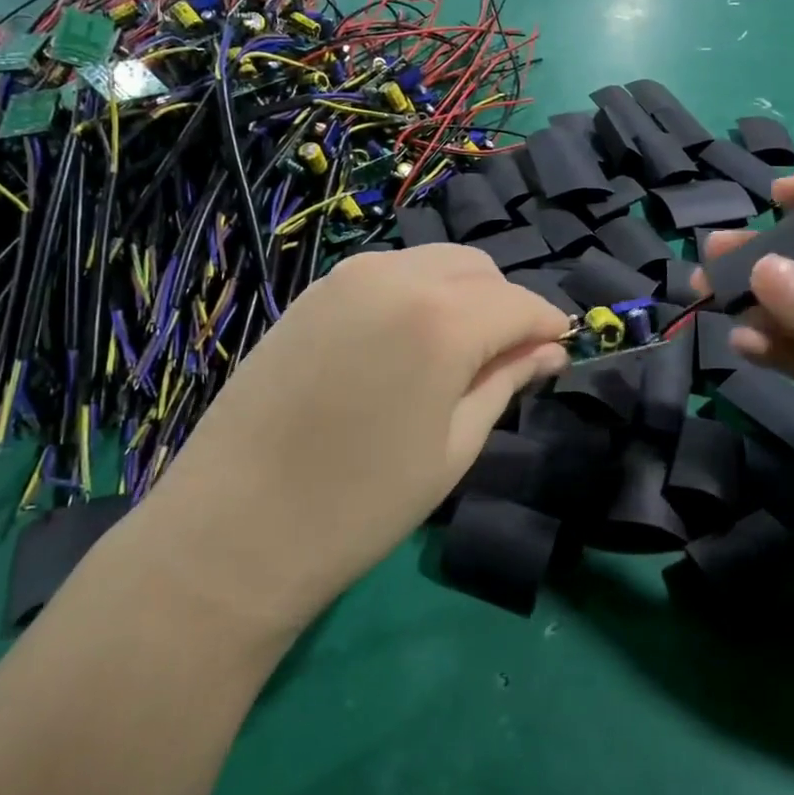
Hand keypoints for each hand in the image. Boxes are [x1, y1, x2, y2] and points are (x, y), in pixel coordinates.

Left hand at [150, 246, 569, 630]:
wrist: (232, 530)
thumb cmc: (361, 504)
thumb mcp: (454, 447)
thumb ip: (505, 382)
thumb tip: (549, 350)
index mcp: (443, 319)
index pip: (520, 303)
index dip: (548, 324)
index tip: (561, 350)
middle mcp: (398, 277)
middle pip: (479, 270)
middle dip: (504, 305)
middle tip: (506, 359)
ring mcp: (348, 277)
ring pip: (434, 264)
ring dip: (462, 296)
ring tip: (455, 355)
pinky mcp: (314, 291)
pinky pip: (389, 274)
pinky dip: (417, 295)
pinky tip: (405, 346)